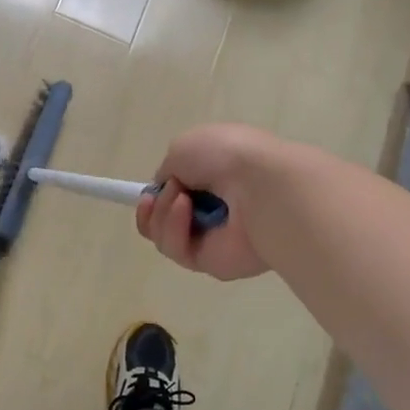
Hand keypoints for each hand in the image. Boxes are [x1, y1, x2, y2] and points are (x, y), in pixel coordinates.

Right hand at [136, 124, 282, 280]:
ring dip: (162, 215)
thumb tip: (169, 191)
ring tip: (180, 198)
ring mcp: (214, 237)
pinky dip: (174, 229)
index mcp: (215, 177)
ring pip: (164, 235)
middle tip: (153, 199)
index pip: (178, 192)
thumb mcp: (183, 147)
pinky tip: (185, 210)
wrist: (262, 185)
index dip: (157, 194)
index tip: (148, 192)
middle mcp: (215, 208)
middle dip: (153, 208)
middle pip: (165, 218)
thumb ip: (168, 170)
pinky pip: (178, 251)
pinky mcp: (213, 263)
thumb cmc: (226, 156)